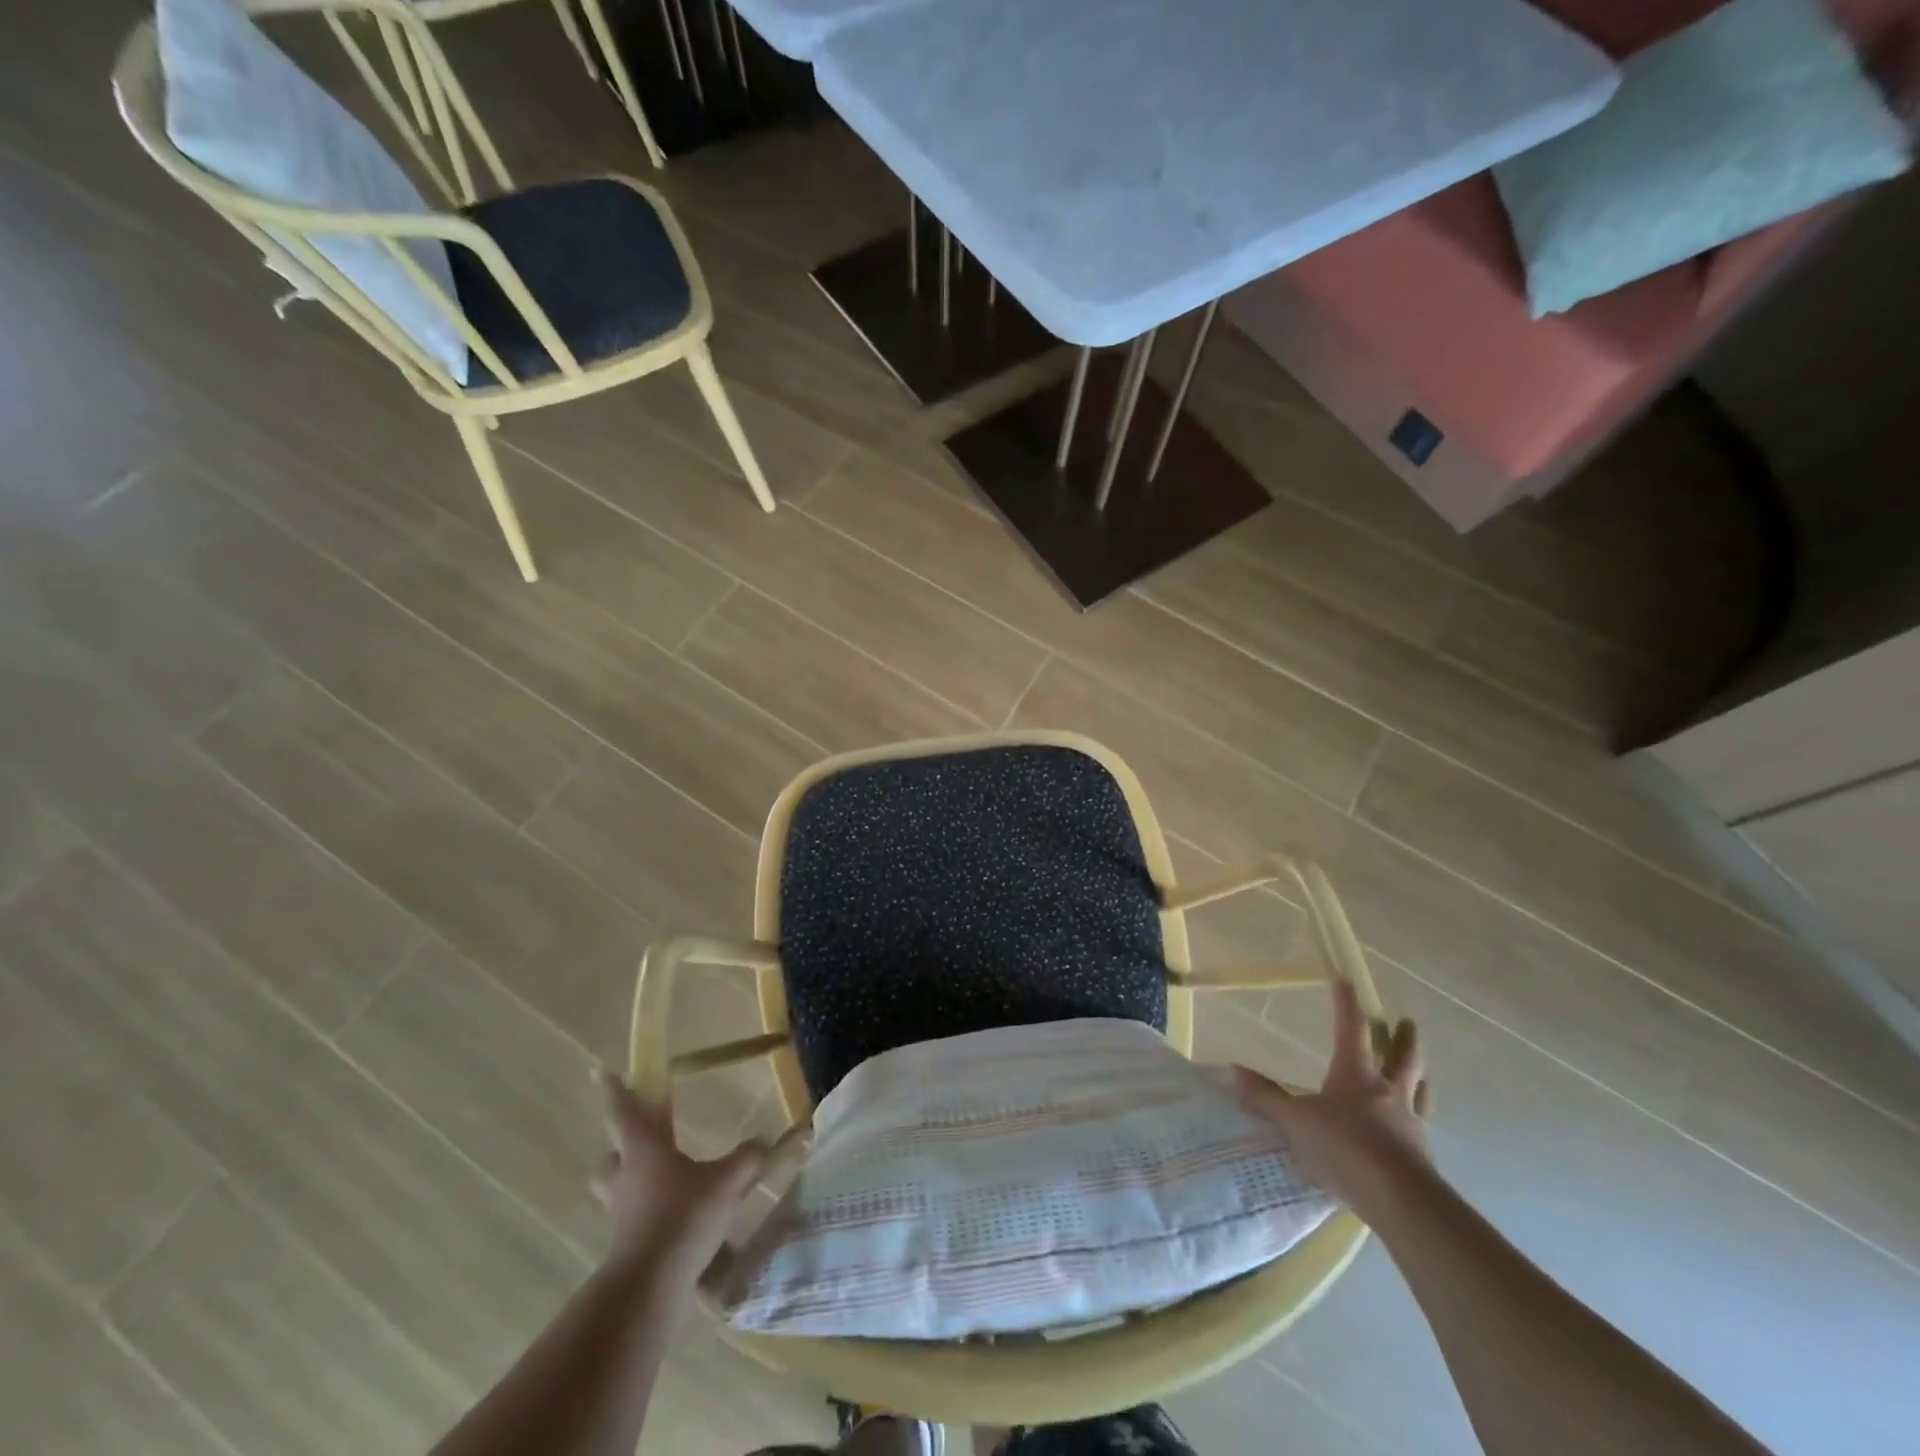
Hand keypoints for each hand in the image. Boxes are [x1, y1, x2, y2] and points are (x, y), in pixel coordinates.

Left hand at [589, 1069, 791, 1269]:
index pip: (624, 1112)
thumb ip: (748, 1158)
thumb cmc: (684, 1217)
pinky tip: (679, 1221)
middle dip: (621, 1150)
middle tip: (643, 1146)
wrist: (650, 1286)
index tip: (600, 1072)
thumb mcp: (727, 1182)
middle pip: (611, 1158)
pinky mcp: (628, 1246)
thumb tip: (765, 1141)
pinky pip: (635, 1220)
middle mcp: (626, 1179)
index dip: (614, 1090)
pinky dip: (651, 1215)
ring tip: (666, 1185)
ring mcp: (622, 1215)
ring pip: (617, 1191)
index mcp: (643, 1151)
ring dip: (633, 1184)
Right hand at [1234, 978, 1432, 1209]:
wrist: (1400, 1199)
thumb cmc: (1344, 1146)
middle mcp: (1388, 1090)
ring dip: (1420, 1075)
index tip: (1346, 980)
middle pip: (1402, 1056)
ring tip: (1420, 1071)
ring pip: (1420, 1089)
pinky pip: (1421, 1126)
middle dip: (1404, 1037)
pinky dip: (1418, 1118)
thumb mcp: (1296, 1121)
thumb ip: (1266, 1098)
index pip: (1351, 1028)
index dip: (1346, 1003)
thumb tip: (1233, 1072)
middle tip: (1406, 1021)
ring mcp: (1410, 1122)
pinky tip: (1412, 1126)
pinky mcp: (1422, 1155)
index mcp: (1356, 1073)